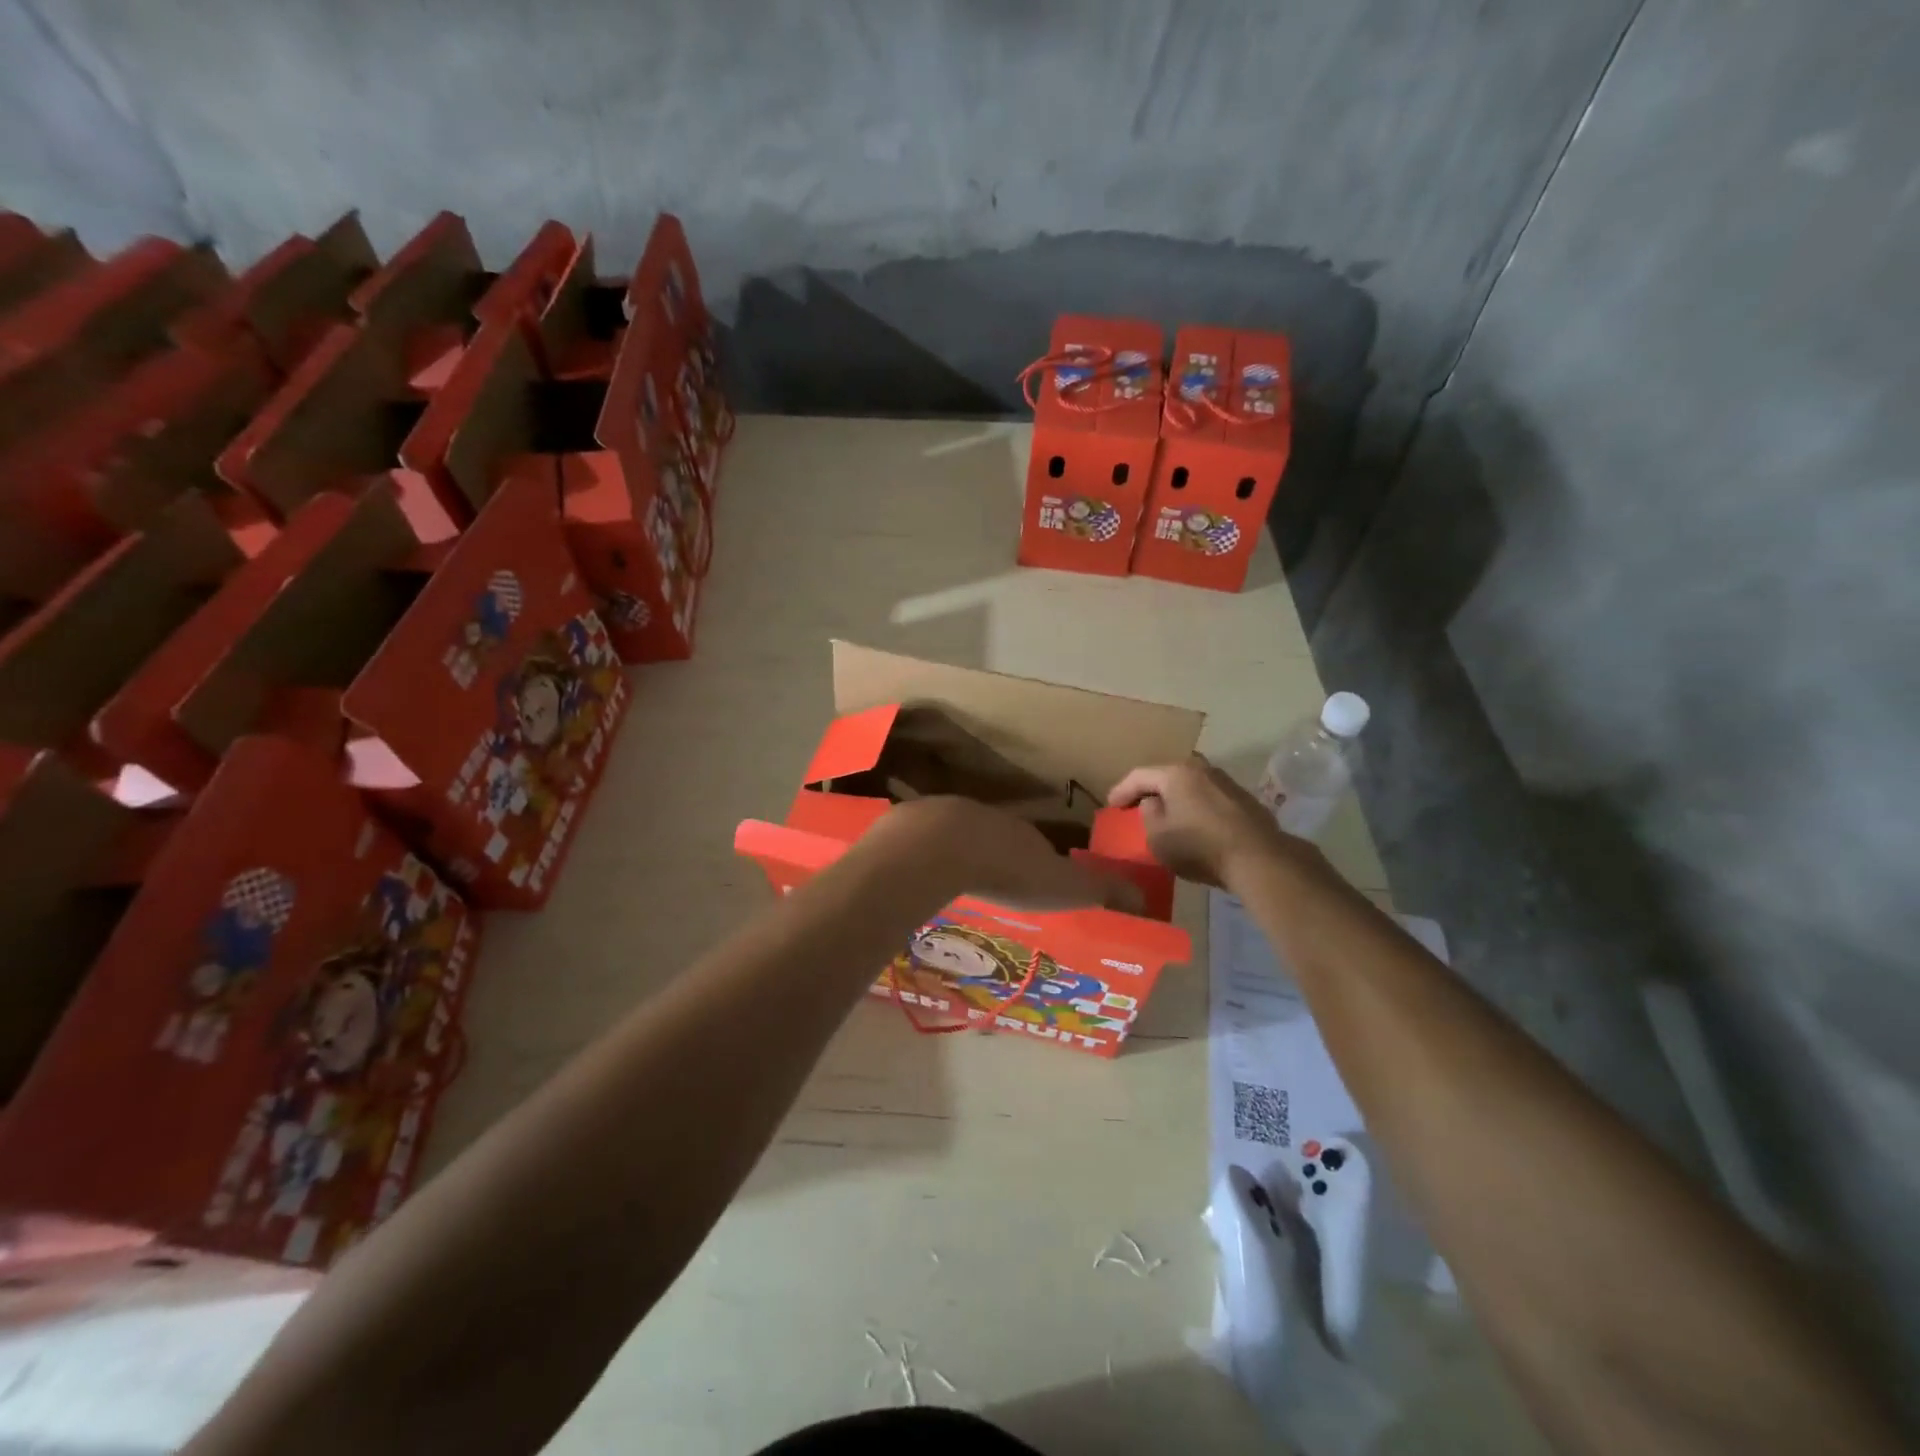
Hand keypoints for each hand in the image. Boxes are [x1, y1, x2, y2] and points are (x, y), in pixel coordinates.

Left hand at [872, 797, 1141, 911]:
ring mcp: (944, 818)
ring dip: (958, 858)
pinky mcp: (909, 827)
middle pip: (995, 840)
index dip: (1039, 864)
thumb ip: (1099, 890)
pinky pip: (920, 845)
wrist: (937, 848)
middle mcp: (985, 818)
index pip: (1037, 846)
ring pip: (955, 839)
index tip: (1036, 886)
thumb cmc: (1006, 868)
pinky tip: (920, 881)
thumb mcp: (1062, 884)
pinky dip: (923, 860)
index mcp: (1022, 832)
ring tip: (956, 887)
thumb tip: (1143, 898)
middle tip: (995, 888)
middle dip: (996, 859)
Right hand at [1109, 755, 1319, 888]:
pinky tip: (1193, 821)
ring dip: (1175, 797)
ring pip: (1190, 784)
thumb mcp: (1158, 837)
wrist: (1258, 859)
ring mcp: (1226, 781)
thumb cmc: (1200, 846)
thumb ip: (1147, 814)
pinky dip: (1195, 805)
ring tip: (1165, 813)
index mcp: (1176, 773)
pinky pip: (1208, 796)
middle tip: (1135, 804)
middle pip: (1167, 775)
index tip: (1110, 805)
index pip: (1139, 775)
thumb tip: (1153, 802)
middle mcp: (1201, 768)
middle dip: (1150, 789)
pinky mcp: (1243, 799)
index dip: (1121, 790)